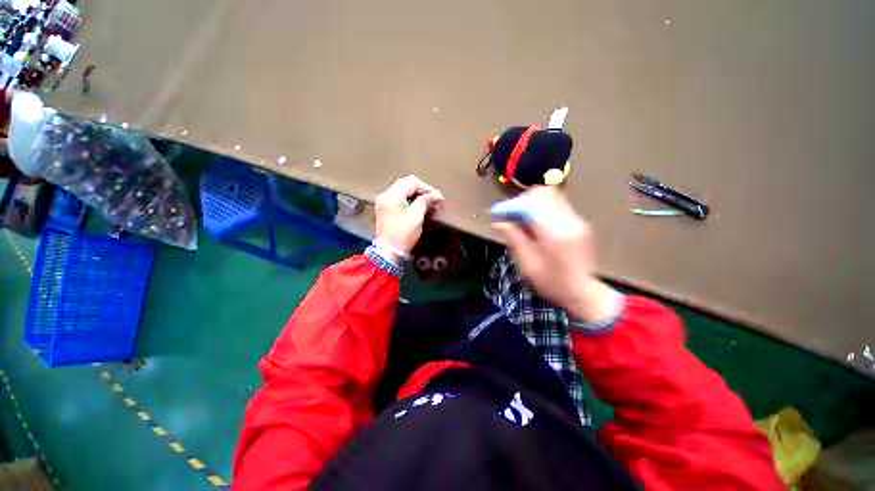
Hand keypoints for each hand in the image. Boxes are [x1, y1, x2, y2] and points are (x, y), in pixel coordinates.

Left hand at [374, 175, 443, 255]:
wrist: (389, 253)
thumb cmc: (402, 235)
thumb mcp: (416, 216)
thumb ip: (425, 202)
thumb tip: (436, 196)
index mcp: (391, 195)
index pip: (411, 182)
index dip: (426, 188)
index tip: (438, 197)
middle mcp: (385, 196)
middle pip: (407, 185)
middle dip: (422, 191)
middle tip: (434, 200)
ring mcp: (384, 203)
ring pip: (404, 192)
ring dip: (417, 197)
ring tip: (430, 205)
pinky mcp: (386, 210)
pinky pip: (400, 200)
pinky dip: (411, 202)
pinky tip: (420, 208)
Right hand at [492, 186, 616, 322]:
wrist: (584, 293)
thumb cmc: (553, 284)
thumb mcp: (527, 265)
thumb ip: (515, 239)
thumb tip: (500, 223)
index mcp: (555, 233)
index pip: (530, 204)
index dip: (510, 205)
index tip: (496, 213)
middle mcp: (569, 220)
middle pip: (543, 193)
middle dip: (521, 200)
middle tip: (509, 214)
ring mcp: (577, 220)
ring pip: (551, 196)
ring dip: (531, 203)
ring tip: (519, 218)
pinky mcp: (579, 223)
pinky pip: (557, 205)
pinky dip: (541, 208)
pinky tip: (533, 223)